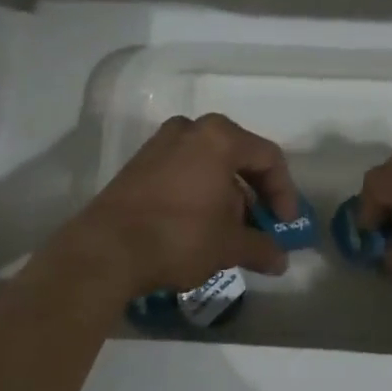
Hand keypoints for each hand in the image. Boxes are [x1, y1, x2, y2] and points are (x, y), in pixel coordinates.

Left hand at [55, 114, 300, 297]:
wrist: (106, 249)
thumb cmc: (179, 236)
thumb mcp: (228, 246)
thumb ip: (261, 247)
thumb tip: (280, 260)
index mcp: (219, 137)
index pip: (268, 158)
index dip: (284, 193)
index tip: (285, 226)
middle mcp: (191, 130)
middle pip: (238, 157)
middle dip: (254, 195)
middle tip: (259, 227)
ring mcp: (160, 144)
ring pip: (209, 164)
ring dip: (226, 195)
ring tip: (228, 232)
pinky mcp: (139, 163)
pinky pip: (183, 170)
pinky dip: (199, 192)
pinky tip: (198, 226)